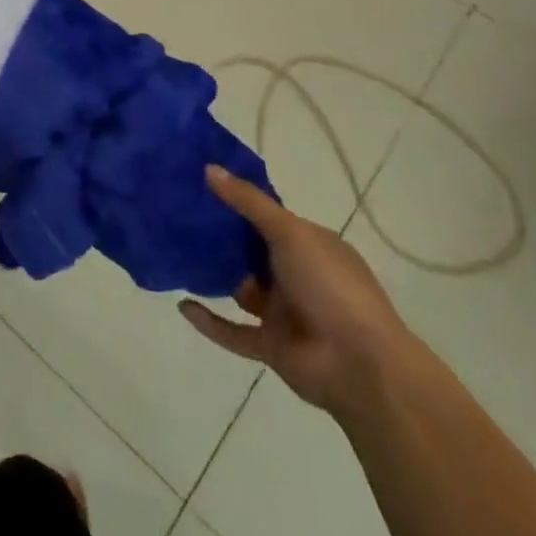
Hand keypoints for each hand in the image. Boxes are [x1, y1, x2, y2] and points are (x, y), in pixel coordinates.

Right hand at [180, 166, 417, 417]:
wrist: (360, 366)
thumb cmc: (330, 286)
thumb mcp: (290, 232)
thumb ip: (249, 202)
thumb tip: (209, 169)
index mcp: (310, 245)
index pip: (269, 217)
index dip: (237, 200)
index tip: (199, 183)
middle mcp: (297, 275)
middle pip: (251, 250)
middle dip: (219, 235)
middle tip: (177, 214)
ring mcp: (284, 312)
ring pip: (240, 287)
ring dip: (214, 274)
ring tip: (174, 253)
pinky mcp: (272, 346)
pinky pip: (233, 331)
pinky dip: (209, 321)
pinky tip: (183, 305)